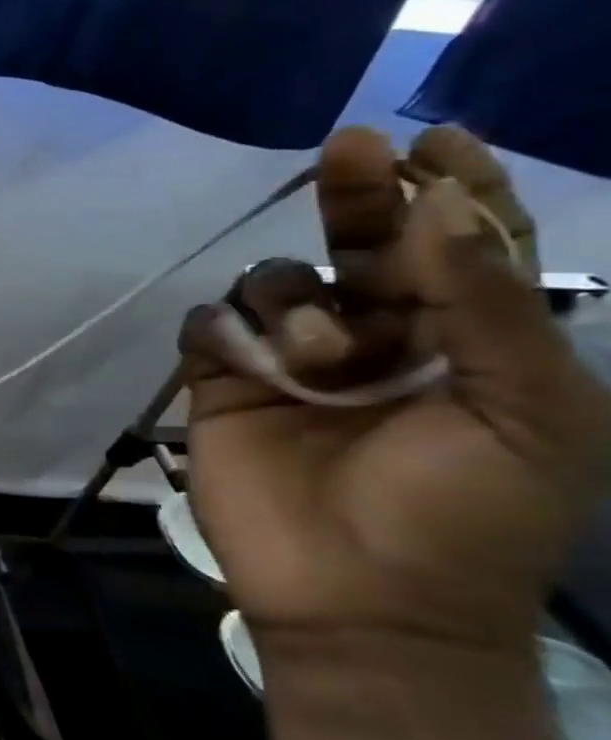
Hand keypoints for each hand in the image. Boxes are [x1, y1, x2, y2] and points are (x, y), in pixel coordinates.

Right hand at [181, 126, 610, 653]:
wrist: (364, 601)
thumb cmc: (466, 514)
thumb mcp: (528, 413)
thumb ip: (493, 308)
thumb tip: (438, 210)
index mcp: (466, 340)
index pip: (461, 246)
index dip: (451, 188)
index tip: (436, 138)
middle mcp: (377, 336)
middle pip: (358, 243)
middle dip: (356, 193)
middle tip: (352, 145)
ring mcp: (291, 360)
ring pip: (275, 281)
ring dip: (297, 302)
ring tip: (324, 359)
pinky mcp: (223, 383)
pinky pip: (211, 325)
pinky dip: (228, 330)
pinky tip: (253, 361)